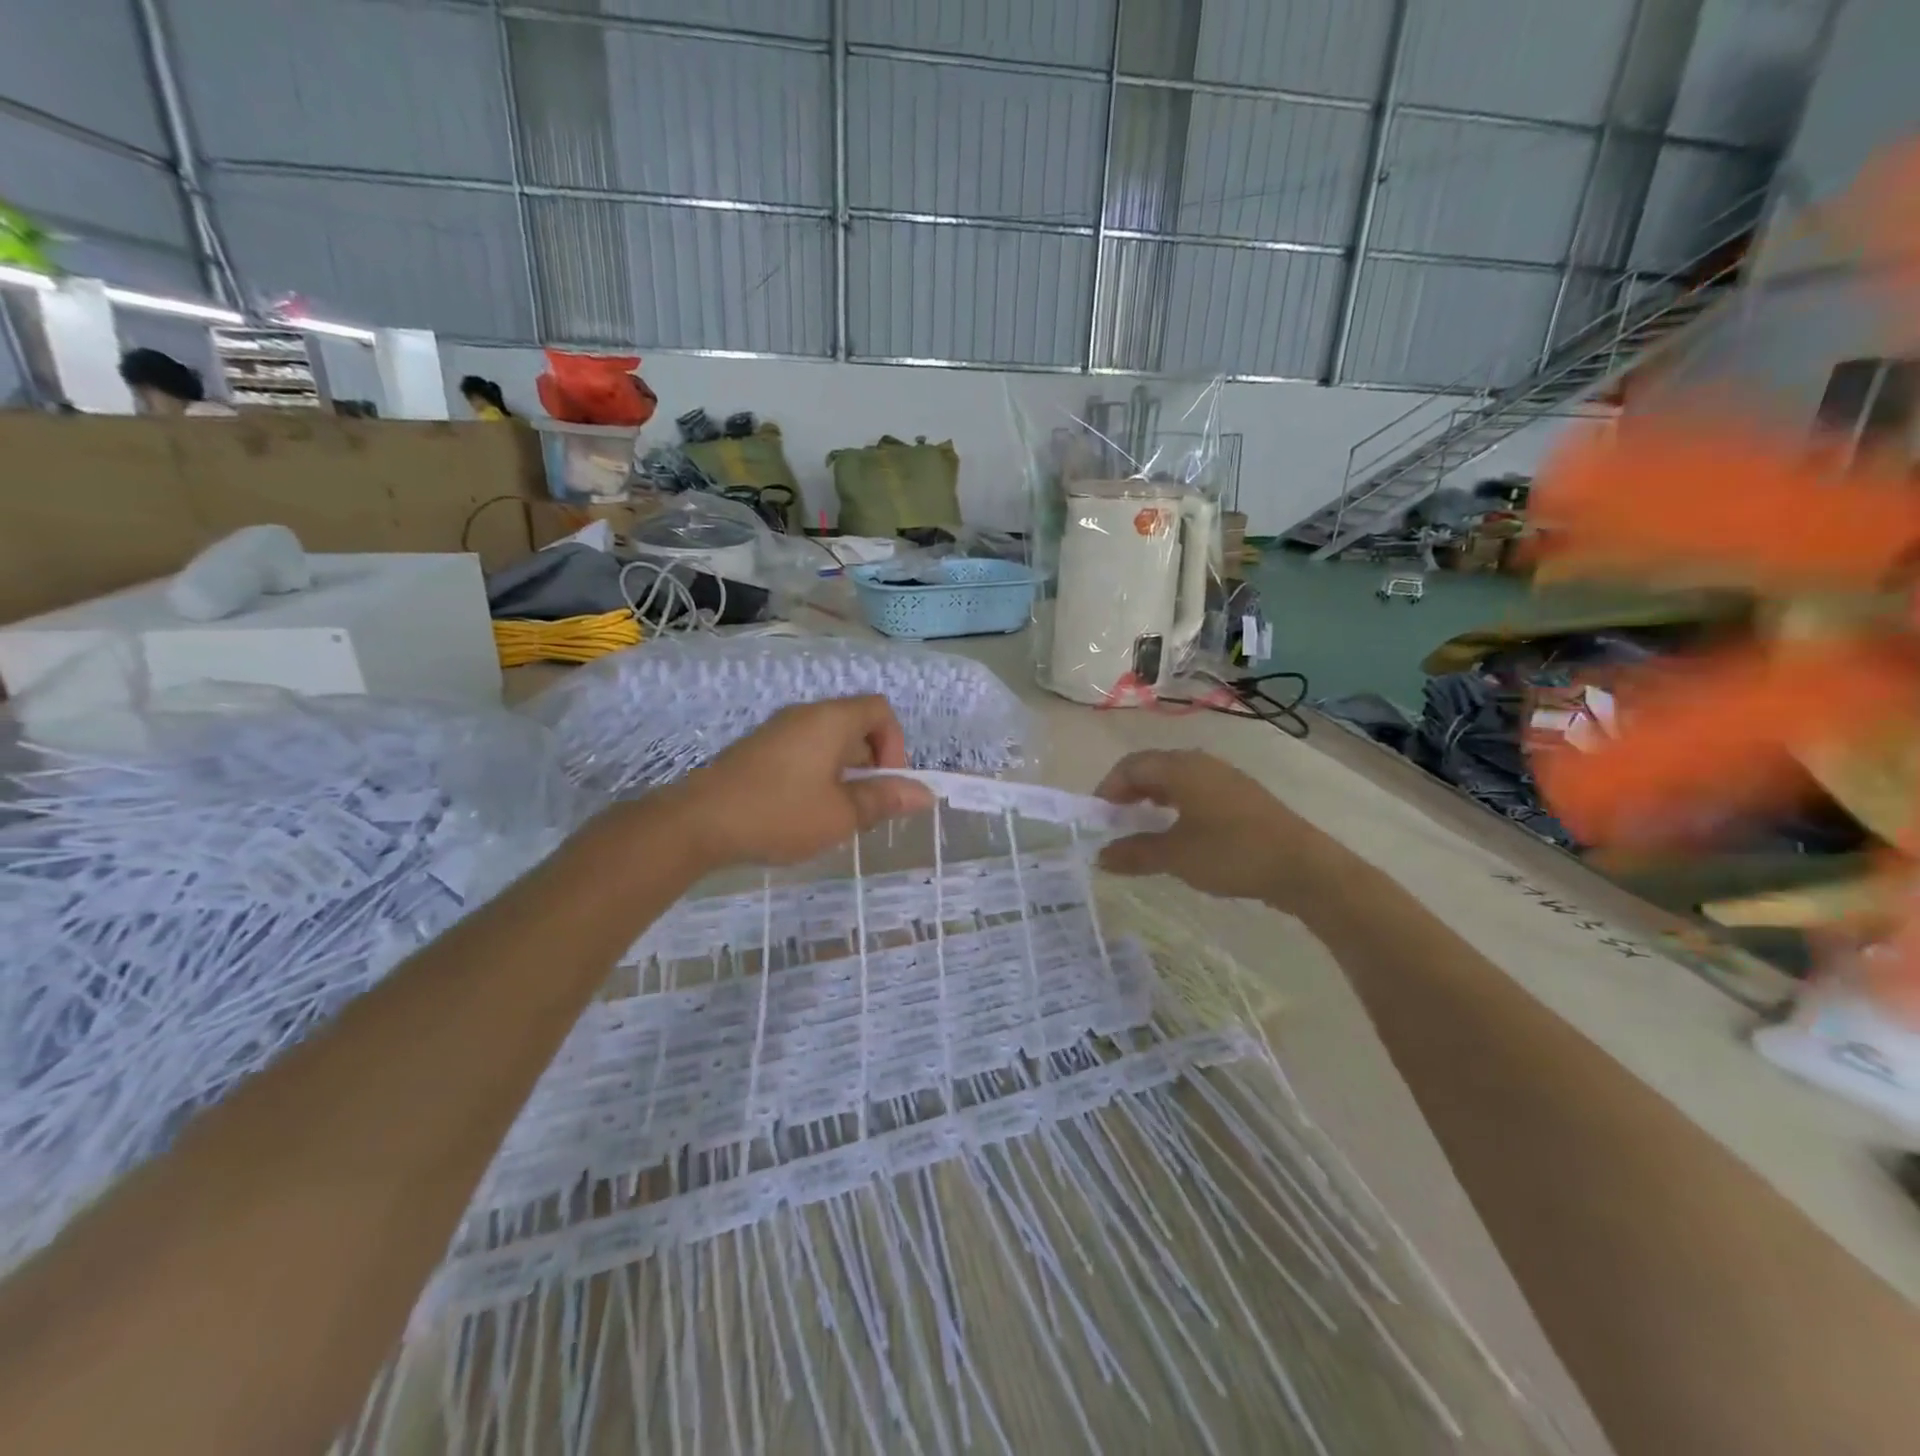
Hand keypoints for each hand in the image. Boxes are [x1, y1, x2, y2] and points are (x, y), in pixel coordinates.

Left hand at [670, 697, 934, 869]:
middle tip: (865, 807)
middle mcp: (804, 715)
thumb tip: (925, 793)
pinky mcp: (756, 750)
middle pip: (855, 725)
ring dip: (844, 773)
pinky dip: (817, 775)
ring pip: (827, 742)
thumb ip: (884, 800)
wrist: (696, 823)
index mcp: (830, 720)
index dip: (895, 744)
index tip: (886, 784)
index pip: (880, 709)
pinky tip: (804, 813)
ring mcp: (776, 731)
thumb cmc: (779, 813)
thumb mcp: (841, 814)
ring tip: (836, 815)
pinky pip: (802, 752)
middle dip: (871, 764)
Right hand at [1094, 749, 1351, 909]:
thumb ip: (1135, 853)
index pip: (1131, 766)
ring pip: (1176, 778)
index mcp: (1181, 768)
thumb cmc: (1231, 853)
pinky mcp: (1241, 796)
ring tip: (1141, 825)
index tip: (1097, 818)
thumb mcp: (1176, 857)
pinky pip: (1196, 790)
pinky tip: (1178, 830)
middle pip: (1153, 767)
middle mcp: (1201, 763)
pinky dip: (1175, 804)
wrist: (1302, 866)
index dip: (1108, 788)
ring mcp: (1225, 778)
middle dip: (1128, 791)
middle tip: (1114, 820)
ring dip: (1152, 798)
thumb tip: (1100, 856)